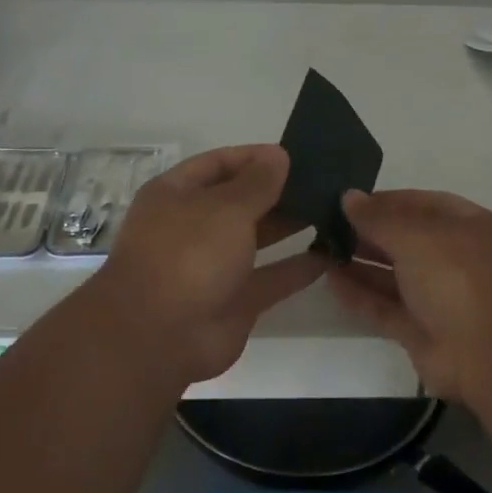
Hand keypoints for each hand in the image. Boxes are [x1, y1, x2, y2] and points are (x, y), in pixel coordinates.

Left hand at [84, 145, 322, 386]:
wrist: (159, 337)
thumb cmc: (187, 254)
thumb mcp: (226, 207)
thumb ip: (257, 182)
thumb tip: (278, 155)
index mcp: (176, 195)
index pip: (218, 164)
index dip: (253, 157)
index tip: (294, 155)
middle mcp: (192, 227)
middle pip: (239, 201)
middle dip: (277, 191)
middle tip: (322, 182)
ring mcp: (212, 266)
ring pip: (257, 238)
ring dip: (290, 225)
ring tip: (331, 210)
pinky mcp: (234, 300)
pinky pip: (271, 277)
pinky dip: (298, 267)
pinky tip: (332, 253)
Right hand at [327, 188, 491, 401]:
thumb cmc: (460, 278)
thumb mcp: (418, 237)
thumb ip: (379, 219)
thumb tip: (348, 197)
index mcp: (465, 225)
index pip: (420, 204)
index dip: (384, 201)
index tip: (345, 201)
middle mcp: (453, 258)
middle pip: (404, 239)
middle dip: (367, 232)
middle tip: (324, 226)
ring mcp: (438, 296)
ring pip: (392, 274)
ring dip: (359, 263)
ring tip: (319, 251)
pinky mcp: (421, 331)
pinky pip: (385, 307)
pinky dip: (360, 296)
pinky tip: (330, 281)